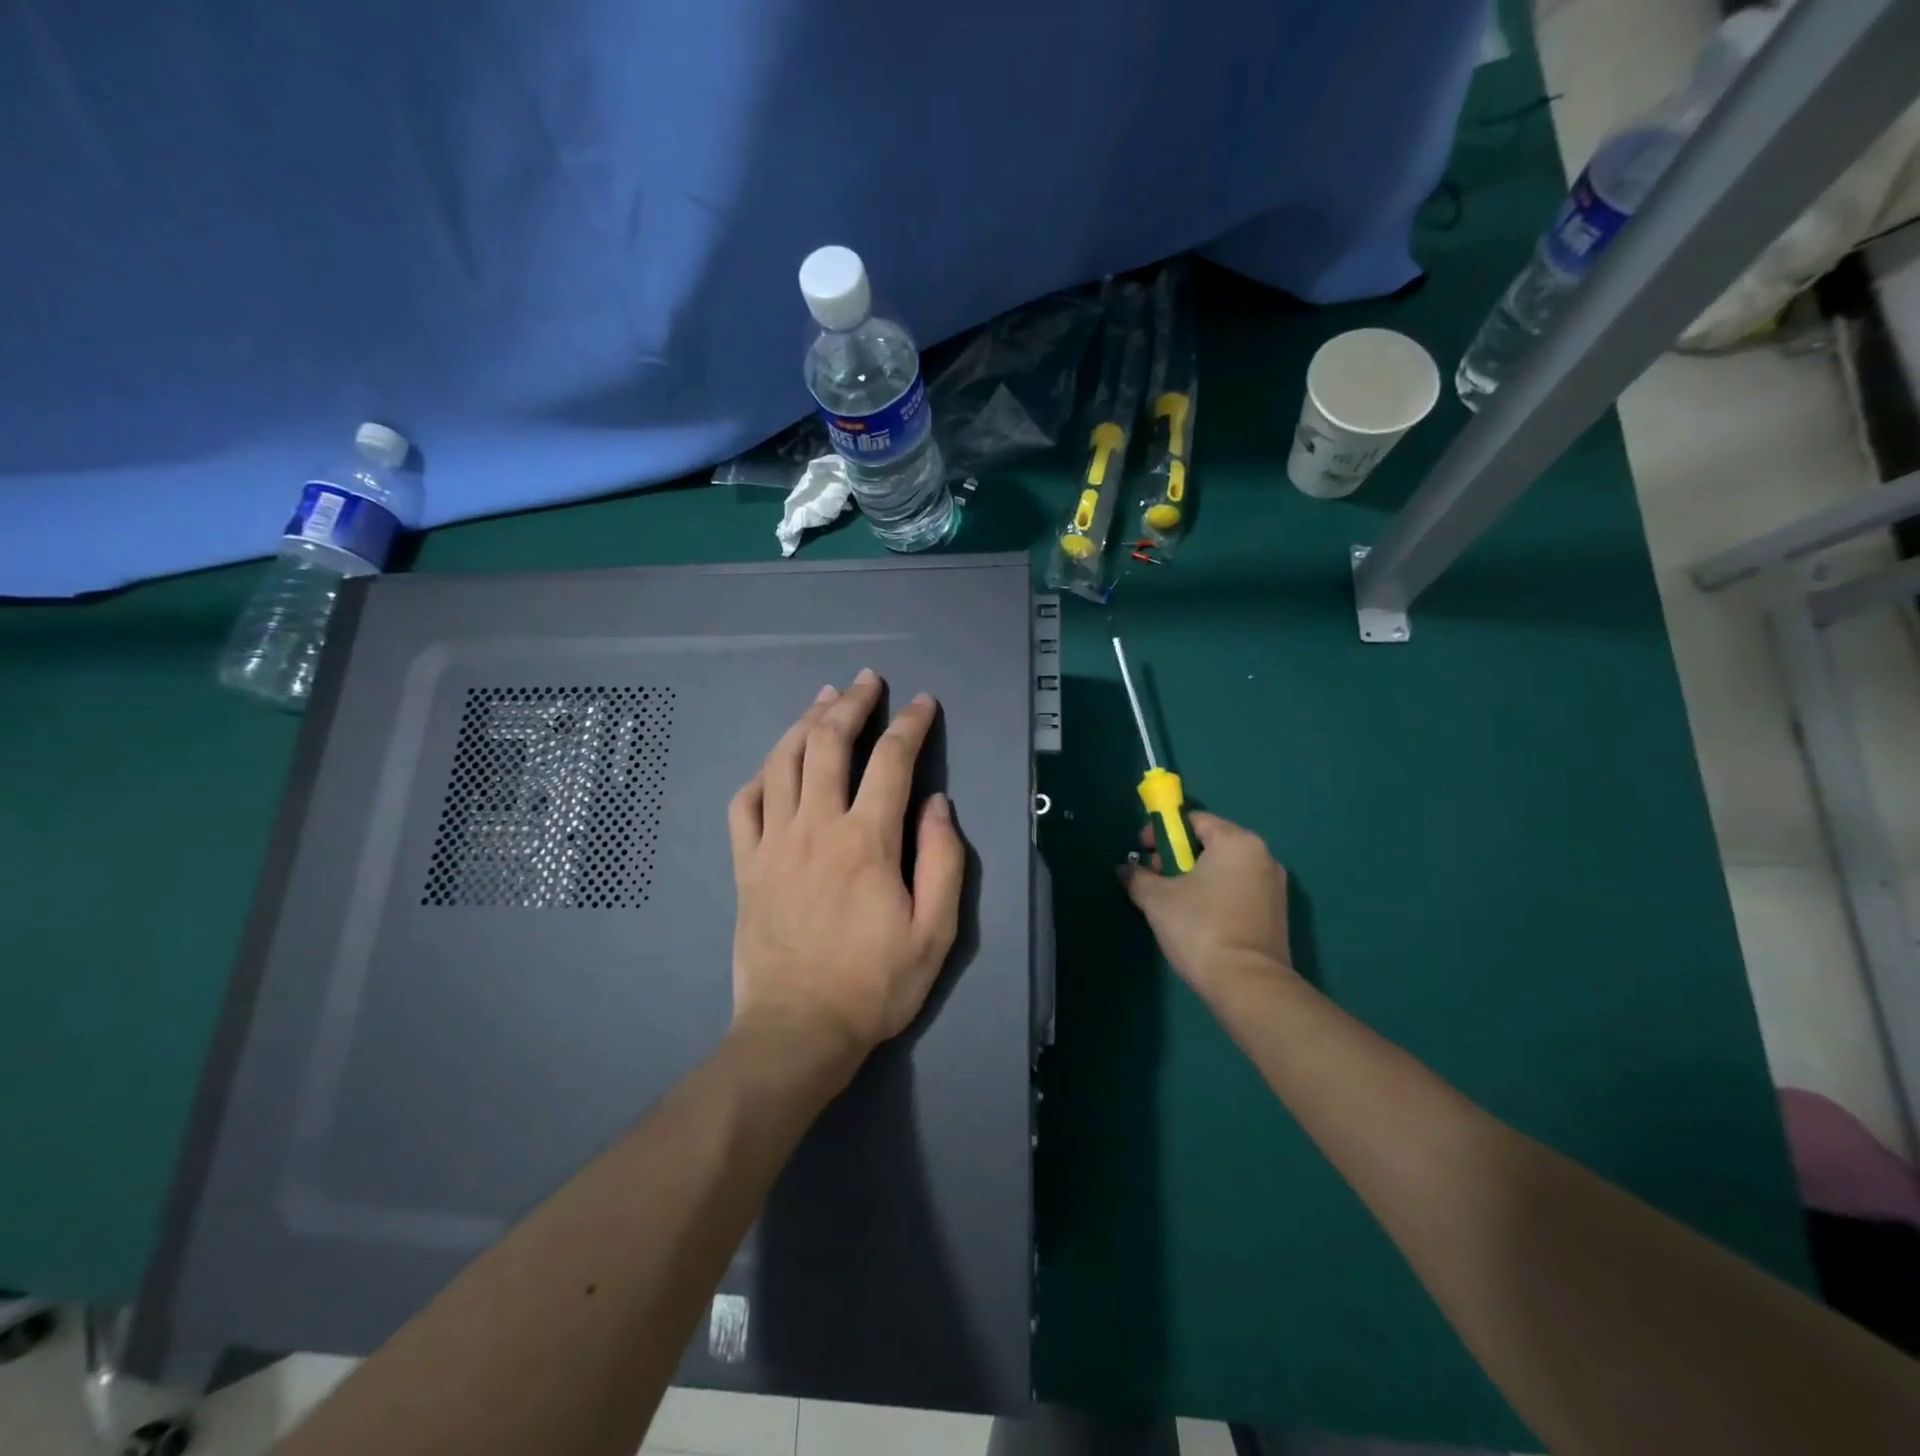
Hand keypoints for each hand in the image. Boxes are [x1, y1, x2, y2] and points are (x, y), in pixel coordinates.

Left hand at [727, 670, 965, 1068]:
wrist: (798, 1031)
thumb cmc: (874, 985)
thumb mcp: (935, 932)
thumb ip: (942, 860)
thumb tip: (935, 803)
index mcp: (866, 841)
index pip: (891, 761)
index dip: (911, 725)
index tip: (923, 703)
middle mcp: (815, 827)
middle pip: (829, 744)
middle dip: (852, 703)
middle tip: (867, 681)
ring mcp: (773, 843)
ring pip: (783, 762)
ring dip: (805, 723)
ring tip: (823, 699)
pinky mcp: (745, 865)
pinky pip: (744, 804)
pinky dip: (761, 775)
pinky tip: (775, 765)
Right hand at [1119, 812, 1294, 1003]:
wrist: (1248, 985)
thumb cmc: (1200, 928)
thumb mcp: (1157, 899)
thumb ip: (1138, 877)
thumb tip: (1124, 869)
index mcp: (1236, 842)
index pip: (1194, 820)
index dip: (1162, 831)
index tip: (1142, 851)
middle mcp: (1262, 856)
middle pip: (1210, 843)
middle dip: (1177, 855)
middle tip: (1154, 877)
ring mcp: (1274, 886)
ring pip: (1225, 868)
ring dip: (1196, 876)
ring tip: (1172, 901)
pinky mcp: (1276, 914)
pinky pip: (1238, 890)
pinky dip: (1216, 894)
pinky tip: (1197, 918)